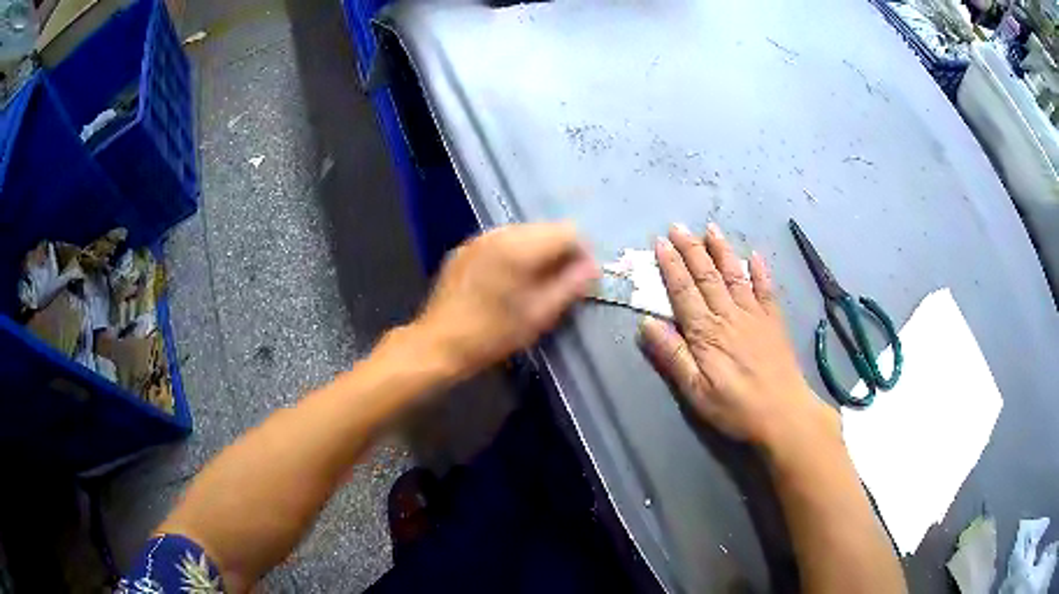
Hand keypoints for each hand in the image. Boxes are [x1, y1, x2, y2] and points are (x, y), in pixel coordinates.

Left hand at [415, 222, 598, 378]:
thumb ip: (571, 286)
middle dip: (559, 251)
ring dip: (537, 252)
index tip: (583, 277)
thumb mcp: (539, 315)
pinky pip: (501, 242)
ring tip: (535, 284)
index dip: (582, 252)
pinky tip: (508, 281)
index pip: (568, 231)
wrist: (439, 344)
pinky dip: (514, 254)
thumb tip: (593, 267)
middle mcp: (499, 233)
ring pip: (524, 233)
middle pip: (545, 229)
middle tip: (561, 283)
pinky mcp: (465, 249)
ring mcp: (479, 239)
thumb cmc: (492, 334)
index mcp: (520, 246)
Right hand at [639, 223, 838, 450]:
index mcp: (706, 333)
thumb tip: (647, 324)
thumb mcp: (695, 391)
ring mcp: (755, 315)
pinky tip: (755, 255)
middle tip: (678, 226)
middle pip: (707, 276)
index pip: (684, 291)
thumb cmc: (736, 407)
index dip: (671, 266)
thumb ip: (673, 356)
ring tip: (711, 228)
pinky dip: (760, 271)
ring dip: (722, 251)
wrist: (784, 414)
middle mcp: (729, 315)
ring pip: (734, 275)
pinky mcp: (774, 321)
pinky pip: (766, 289)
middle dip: (691, 249)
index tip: (661, 243)